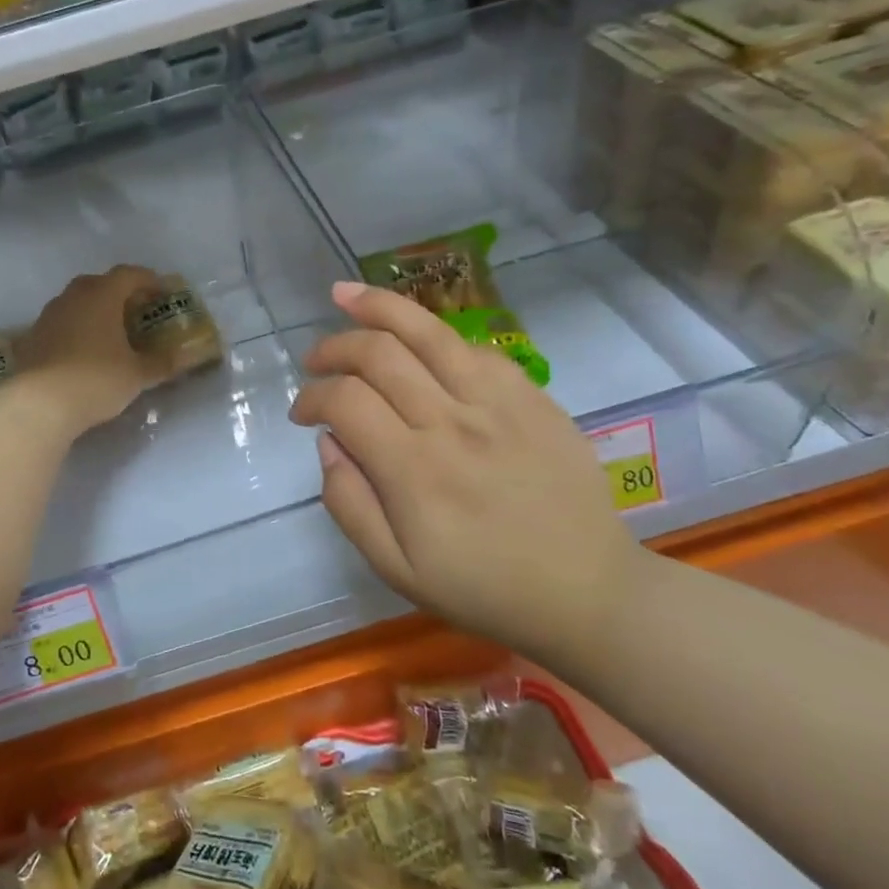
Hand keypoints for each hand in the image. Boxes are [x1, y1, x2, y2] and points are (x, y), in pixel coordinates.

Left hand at [14, 266, 179, 435]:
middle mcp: (72, 297)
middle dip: (119, 294)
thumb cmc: (97, 379)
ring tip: (110, 334)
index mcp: (102, 295)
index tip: (163, 293)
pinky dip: (75, 331)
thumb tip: (185, 357)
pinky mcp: (31, 338)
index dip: (149, 280)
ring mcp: (48, 316)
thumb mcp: (137, 374)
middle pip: (99, 284)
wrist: (39, 404)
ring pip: (76, 303)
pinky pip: (60, 325)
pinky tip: (83, 353)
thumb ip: (162, 362)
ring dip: (94, 312)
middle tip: (136, 312)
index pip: (129, 274)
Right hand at [289, 281, 637, 644]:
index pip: (345, 401)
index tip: (301, 413)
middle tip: (315, 361)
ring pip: (428, 331)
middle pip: (379, 353)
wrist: (586, 592)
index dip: (311, 396)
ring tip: (346, 297)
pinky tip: (416, 342)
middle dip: (333, 347)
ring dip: (378, 307)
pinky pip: (473, 347)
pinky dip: (434, 336)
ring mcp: (499, 402)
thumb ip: (349, 504)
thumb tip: (327, 442)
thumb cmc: (483, 588)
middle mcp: (452, 423)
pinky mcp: (532, 396)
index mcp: (414, 471)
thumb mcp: (397, 570)